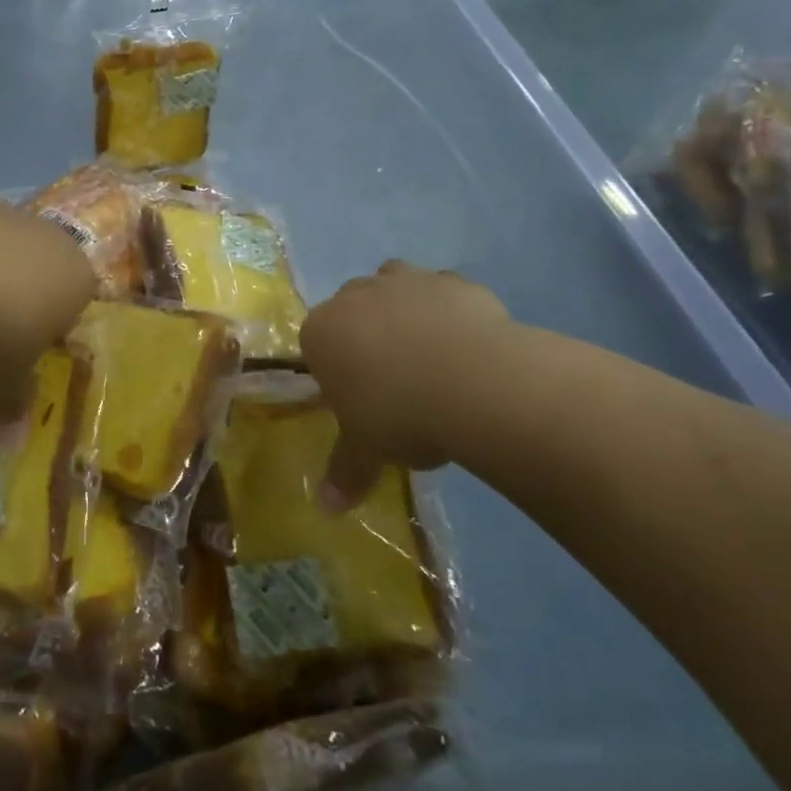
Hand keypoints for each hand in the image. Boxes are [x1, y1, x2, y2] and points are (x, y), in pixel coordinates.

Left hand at [0, 202, 95, 431]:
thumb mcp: (6, 375)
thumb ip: (13, 402)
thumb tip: (13, 449)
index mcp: (78, 278)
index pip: (76, 301)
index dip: (50, 326)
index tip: (23, 348)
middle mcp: (52, 240)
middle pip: (43, 270)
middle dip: (22, 296)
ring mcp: (10, 217)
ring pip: (6, 250)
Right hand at [301, 261, 513, 510]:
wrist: (475, 383)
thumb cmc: (401, 415)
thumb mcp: (368, 451)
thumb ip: (345, 472)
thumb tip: (325, 510)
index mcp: (321, 332)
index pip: (316, 344)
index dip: (336, 370)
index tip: (358, 399)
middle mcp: (355, 296)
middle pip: (351, 309)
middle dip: (366, 334)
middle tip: (393, 379)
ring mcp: (405, 281)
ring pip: (392, 284)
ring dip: (401, 307)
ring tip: (426, 351)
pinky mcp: (452, 280)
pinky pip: (442, 290)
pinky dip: (448, 308)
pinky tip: (466, 342)